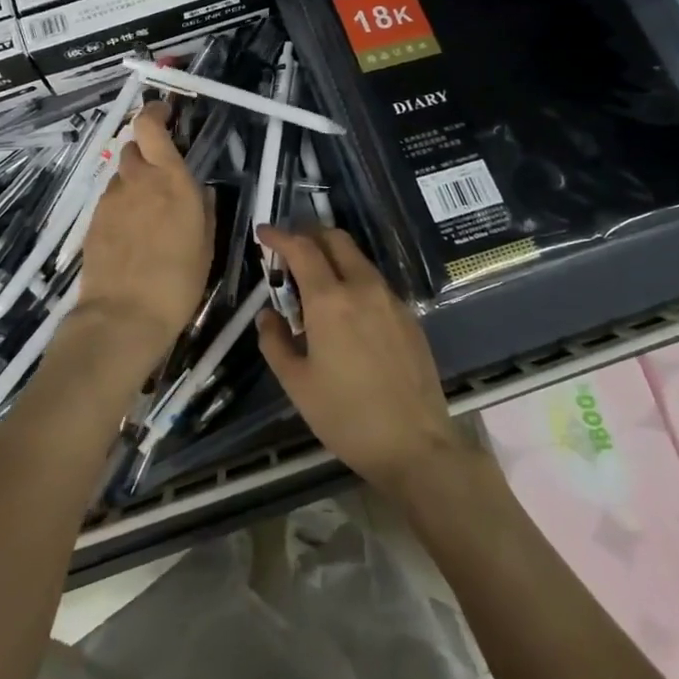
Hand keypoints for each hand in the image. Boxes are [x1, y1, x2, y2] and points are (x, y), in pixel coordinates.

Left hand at [73, 101, 213, 374]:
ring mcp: (110, 201)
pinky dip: (122, 206)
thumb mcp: (206, 243)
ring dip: (134, 183)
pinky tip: (132, 234)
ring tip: (149, 214)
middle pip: (133, 149)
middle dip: (148, 153)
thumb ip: (202, 208)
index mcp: (170, 179)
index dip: (154, 112)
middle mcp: (137, 181)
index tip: (165, 113)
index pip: (150, 126)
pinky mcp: (93, 222)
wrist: (124, 315)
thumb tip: (198, 190)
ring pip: (121, 177)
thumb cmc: (179, 280)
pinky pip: (110, 201)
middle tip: (163, 176)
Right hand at [254, 225, 466, 498]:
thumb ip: (275, 341)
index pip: (302, 249)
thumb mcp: (297, 383)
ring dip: (332, 256)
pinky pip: (375, 282)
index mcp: (330, 300)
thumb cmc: (346, 416)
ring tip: (313, 283)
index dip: (279, 236)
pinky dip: (353, 278)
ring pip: (358, 259)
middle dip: (309, 235)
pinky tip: (345, 309)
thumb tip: (268, 316)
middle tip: (288, 250)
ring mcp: (391, 300)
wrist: (415, 444)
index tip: (263, 234)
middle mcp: (363, 288)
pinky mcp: (409, 317)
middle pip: (336, 239)